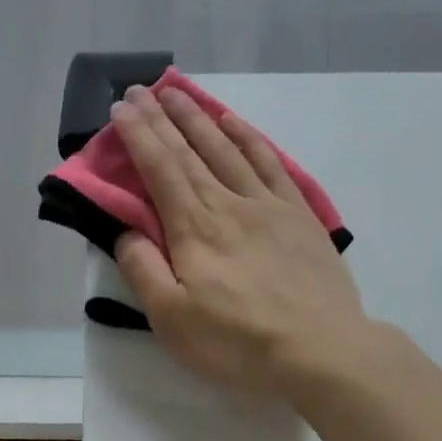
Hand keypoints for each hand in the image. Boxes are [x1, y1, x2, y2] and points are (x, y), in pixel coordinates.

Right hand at [110, 84, 367, 397]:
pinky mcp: (299, 216)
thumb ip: (143, 271)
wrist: (321, 350)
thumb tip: (127, 231)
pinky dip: (249, 137)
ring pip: (229, 148)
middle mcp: (230, 204)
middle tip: (140, 90)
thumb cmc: (238, 343)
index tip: (121, 109)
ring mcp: (269, 206)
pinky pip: (270, 163)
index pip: (160, 169)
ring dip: (200, 118)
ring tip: (180, 94)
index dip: (139, 136)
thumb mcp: (173, 320)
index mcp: (195, 229)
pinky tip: (236, 123)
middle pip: (191, 152)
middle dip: (162, 118)